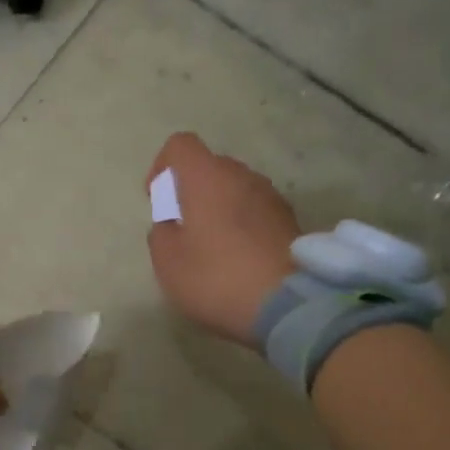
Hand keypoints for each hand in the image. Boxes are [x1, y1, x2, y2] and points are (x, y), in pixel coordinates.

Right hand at [147, 132, 299, 345]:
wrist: (290, 304)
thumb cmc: (217, 277)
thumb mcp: (168, 262)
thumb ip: (161, 234)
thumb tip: (172, 225)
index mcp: (207, 177)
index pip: (180, 146)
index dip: (162, 167)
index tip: (158, 200)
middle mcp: (242, 176)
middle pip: (210, 167)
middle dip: (192, 190)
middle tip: (183, 229)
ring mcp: (272, 197)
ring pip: (236, 189)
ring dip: (220, 208)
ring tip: (212, 248)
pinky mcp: (291, 221)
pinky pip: (256, 212)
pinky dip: (243, 226)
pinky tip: (239, 260)